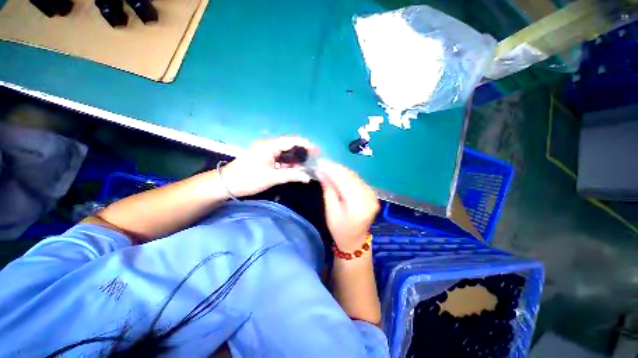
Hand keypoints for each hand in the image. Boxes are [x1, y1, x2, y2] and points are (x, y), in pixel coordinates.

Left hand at [220, 136, 316, 196]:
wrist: (226, 184)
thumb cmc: (248, 179)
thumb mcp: (272, 178)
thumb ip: (292, 175)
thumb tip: (309, 177)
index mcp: (270, 145)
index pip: (292, 140)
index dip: (306, 145)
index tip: (317, 152)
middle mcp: (269, 145)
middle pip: (290, 145)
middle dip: (302, 152)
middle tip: (314, 160)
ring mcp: (266, 151)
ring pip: (286, 152)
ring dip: (296, 159)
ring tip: (307, 166)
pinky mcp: (265, 158)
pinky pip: (280, 158)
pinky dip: (288, 163)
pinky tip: (295, 169)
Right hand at [317, 162, 379, 250]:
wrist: (355, 240)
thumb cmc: (339, 229)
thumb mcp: (331, 210)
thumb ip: (328, 189)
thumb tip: (321, 172)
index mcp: (358, 206)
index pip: (344, 182)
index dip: (331, 171)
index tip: (320, 163)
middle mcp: (369, 198)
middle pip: (350, 177)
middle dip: (336, 168)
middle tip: (323, 162)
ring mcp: (373, 195)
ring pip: (355, 176)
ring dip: (341, 170)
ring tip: (328, 165)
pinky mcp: (372, 194)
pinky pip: (358, 180)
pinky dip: (347, 175)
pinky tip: (338, 172)